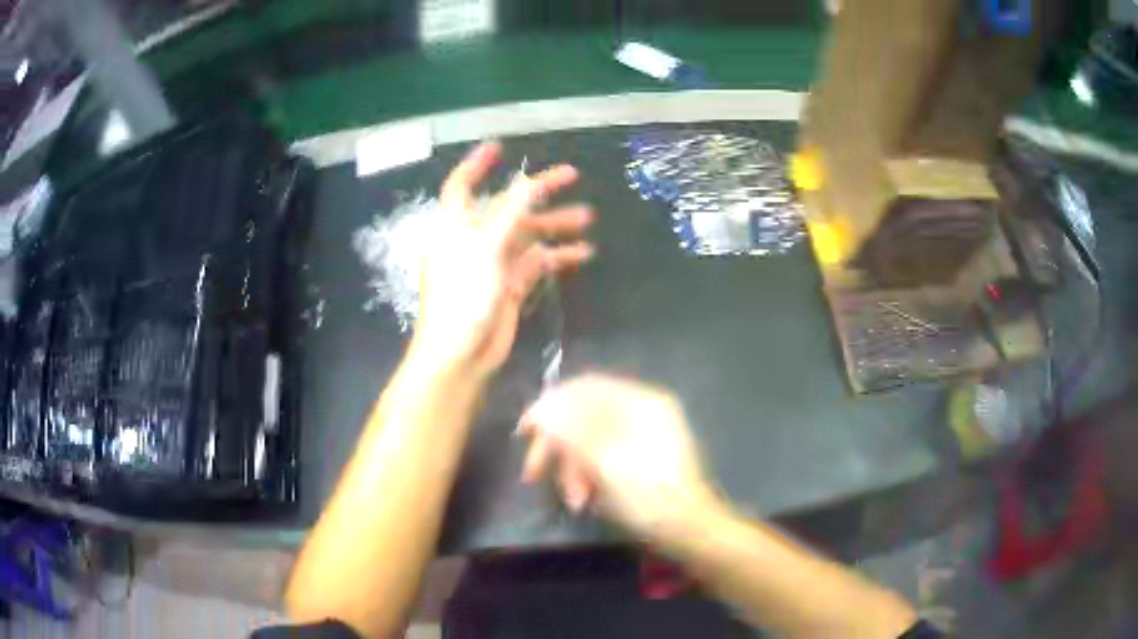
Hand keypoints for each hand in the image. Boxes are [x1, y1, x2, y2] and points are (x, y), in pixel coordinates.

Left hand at [412, 142, 593, 377]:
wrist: (461, 354)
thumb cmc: (463, 297)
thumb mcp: (485, 249)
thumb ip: (508, 215)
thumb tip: (527, 183)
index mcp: (456, 225)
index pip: (463, 185)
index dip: (477, 164)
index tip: (499, 147)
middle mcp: (474, 238)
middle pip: (508, 206)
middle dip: (539, 191)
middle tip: (573, 176)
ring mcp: (493, 262)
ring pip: (527, 234)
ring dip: (555, 225)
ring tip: (588, 217)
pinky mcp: (509, 284)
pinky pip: (536, 262)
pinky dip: (557, 256)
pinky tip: (583, 252)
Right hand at [518, 375, 721, 541]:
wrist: (687, 528)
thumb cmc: (648, 493)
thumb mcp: (605, 461)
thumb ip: (571, 429)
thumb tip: (543, 406)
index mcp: (641, 402)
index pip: (585, 389)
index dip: (550, 406)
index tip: (524, 430)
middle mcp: (643, 412)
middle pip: (586, 417)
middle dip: (559, 446)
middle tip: (534, 473)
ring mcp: (644, 436)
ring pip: (592, 441)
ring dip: (574, 469)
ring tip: (573, 499)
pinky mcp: (641, 460)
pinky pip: (605, 458)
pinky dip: (591, 476)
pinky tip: (586, 499)